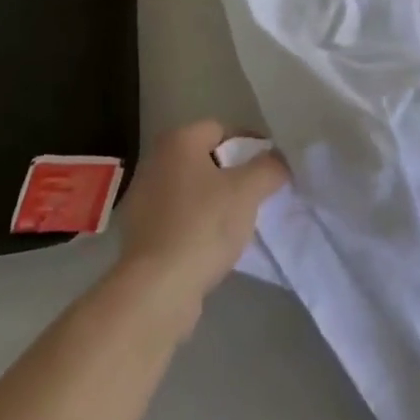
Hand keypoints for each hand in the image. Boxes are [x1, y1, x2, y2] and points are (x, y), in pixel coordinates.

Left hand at [117, 120, 288, 311]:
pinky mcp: (140, 231)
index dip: (251, 145)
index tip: (272, 168)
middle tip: (259, 195)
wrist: (155, 290)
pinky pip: (179, 217)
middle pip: (207, 158)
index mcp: (178, 140)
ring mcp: (143, 197)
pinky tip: (214, 245)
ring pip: (193, 189)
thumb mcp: (247, 191)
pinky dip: (198, 224)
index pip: (223, 129)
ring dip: (216, 201)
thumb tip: (279, 159)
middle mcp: (156, 160)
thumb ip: (269, 167)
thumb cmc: (202, 226)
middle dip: (235, 174)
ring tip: (240, 223)